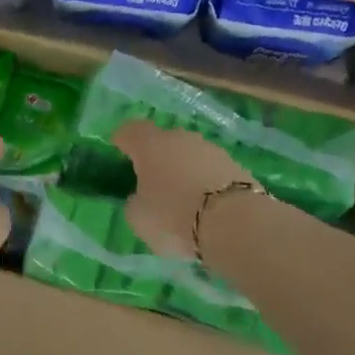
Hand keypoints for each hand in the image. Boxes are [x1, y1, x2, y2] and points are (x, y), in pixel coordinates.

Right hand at [113, 121, 253, 258]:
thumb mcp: (139, 217)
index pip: (130, 131)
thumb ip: (135, 202)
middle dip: (157, 157)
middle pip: (163, 141)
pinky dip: (206, 183)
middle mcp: (180, 138)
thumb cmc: (174, 216)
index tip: (118, 150)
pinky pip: (211, 171)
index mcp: (150, 145)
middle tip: (152, 180)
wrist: (234, 223)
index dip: (122, 140)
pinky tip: (206, 204)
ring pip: (190, 155)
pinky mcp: (236, 166)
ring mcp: (211, 149)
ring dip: (184, 170)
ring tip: (183, 197)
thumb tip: (141, 197)